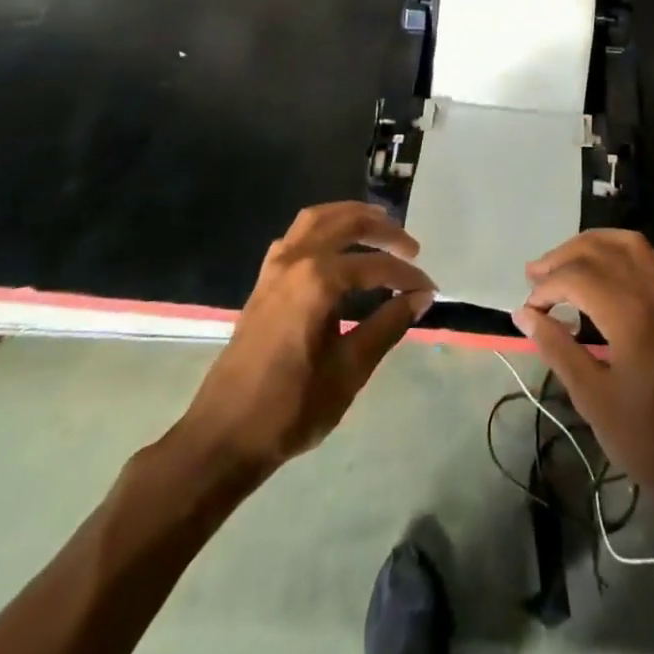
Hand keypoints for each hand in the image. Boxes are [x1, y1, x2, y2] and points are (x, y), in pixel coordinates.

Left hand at [175, 203, 433, 475]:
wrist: (224, 436)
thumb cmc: (291, 407)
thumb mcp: (350, 370)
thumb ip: (388, 326)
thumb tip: (420, 298)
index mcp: (319, 281)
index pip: (376, 266)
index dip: (407, 278)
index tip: (430, 291)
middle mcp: (296, 261)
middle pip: (347, 224)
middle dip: (384, 230)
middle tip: (411, 248)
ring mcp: (275, 268)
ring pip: (317, 219)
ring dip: (351, 217)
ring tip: (379, 226)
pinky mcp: (263, 280)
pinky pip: (297, 235)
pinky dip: (323, 229)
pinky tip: (337, 247)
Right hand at [514, 231, 653, 508]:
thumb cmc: (649, 439)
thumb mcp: (592, 398)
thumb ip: (557, 347)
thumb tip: (524, 314)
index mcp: (630, 314)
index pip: (577, 277)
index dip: (546, 288)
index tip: (528, 311)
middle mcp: (653, 291)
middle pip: (600, 250)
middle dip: (563, 257)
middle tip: (535, 276)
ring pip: (628, 243)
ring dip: (592, 245)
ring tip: (565, 262)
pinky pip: (651, 257)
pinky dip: (622, 251)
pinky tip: (607, 269)